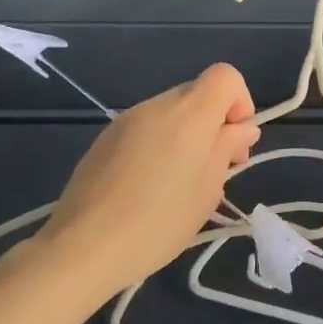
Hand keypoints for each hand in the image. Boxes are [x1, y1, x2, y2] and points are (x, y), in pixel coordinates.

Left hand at [18, 63, 260, 298]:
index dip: (240, 103)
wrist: (82, 248)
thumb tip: (240, 129)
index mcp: (188, 113)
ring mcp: (126, 120)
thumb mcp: (207, 190)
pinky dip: (158, 145)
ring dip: (185, 135)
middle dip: (214, 123)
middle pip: (198, 93)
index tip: (234, 144)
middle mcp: (157, 105)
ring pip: (171, 112)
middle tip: (214, 169)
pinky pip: (145, 128)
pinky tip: (147, 187)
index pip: (225, 76)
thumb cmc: (157, 222)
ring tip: (178, 184)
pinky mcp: (104, 139)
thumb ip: (227, 149)